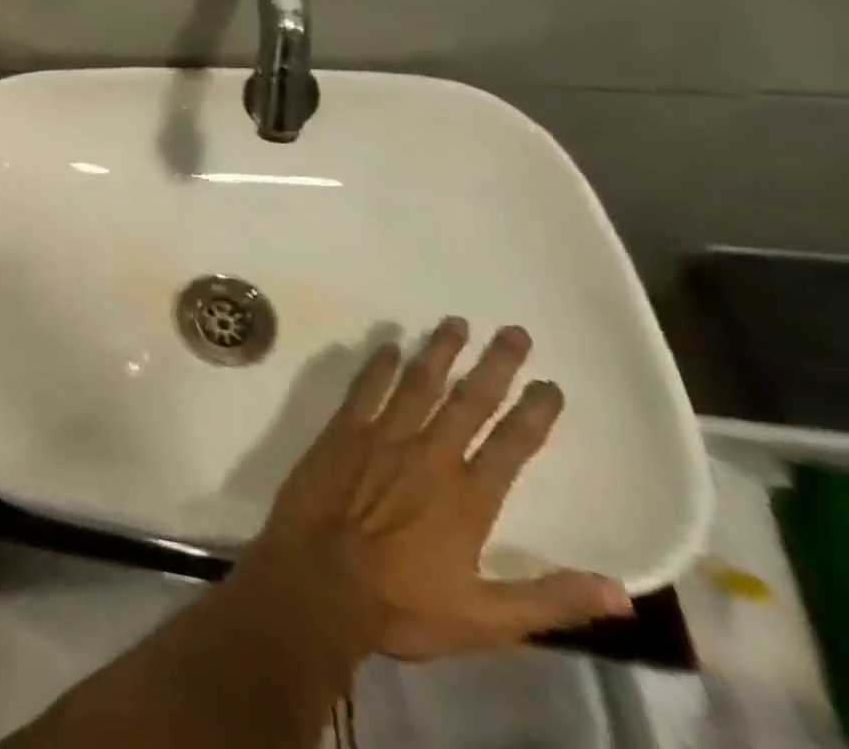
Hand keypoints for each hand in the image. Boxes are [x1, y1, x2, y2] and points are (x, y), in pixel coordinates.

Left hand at [231, 317, 635, 663]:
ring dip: (438, 352)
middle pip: (468, 402)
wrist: (318, 577)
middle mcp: (427, 455)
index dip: (534, 413)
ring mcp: (379, 437)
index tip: (551, 384)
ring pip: (416, 384)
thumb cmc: (401, 603)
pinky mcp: (339, 431)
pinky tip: (389, 345)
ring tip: (455, 322)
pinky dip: (379, 365)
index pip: (512, 446)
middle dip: (494, 366)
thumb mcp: (487, 619)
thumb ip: (551, 600)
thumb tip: (621, 592)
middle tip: (513, 332)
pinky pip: (364, 389)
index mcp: (467, 498)